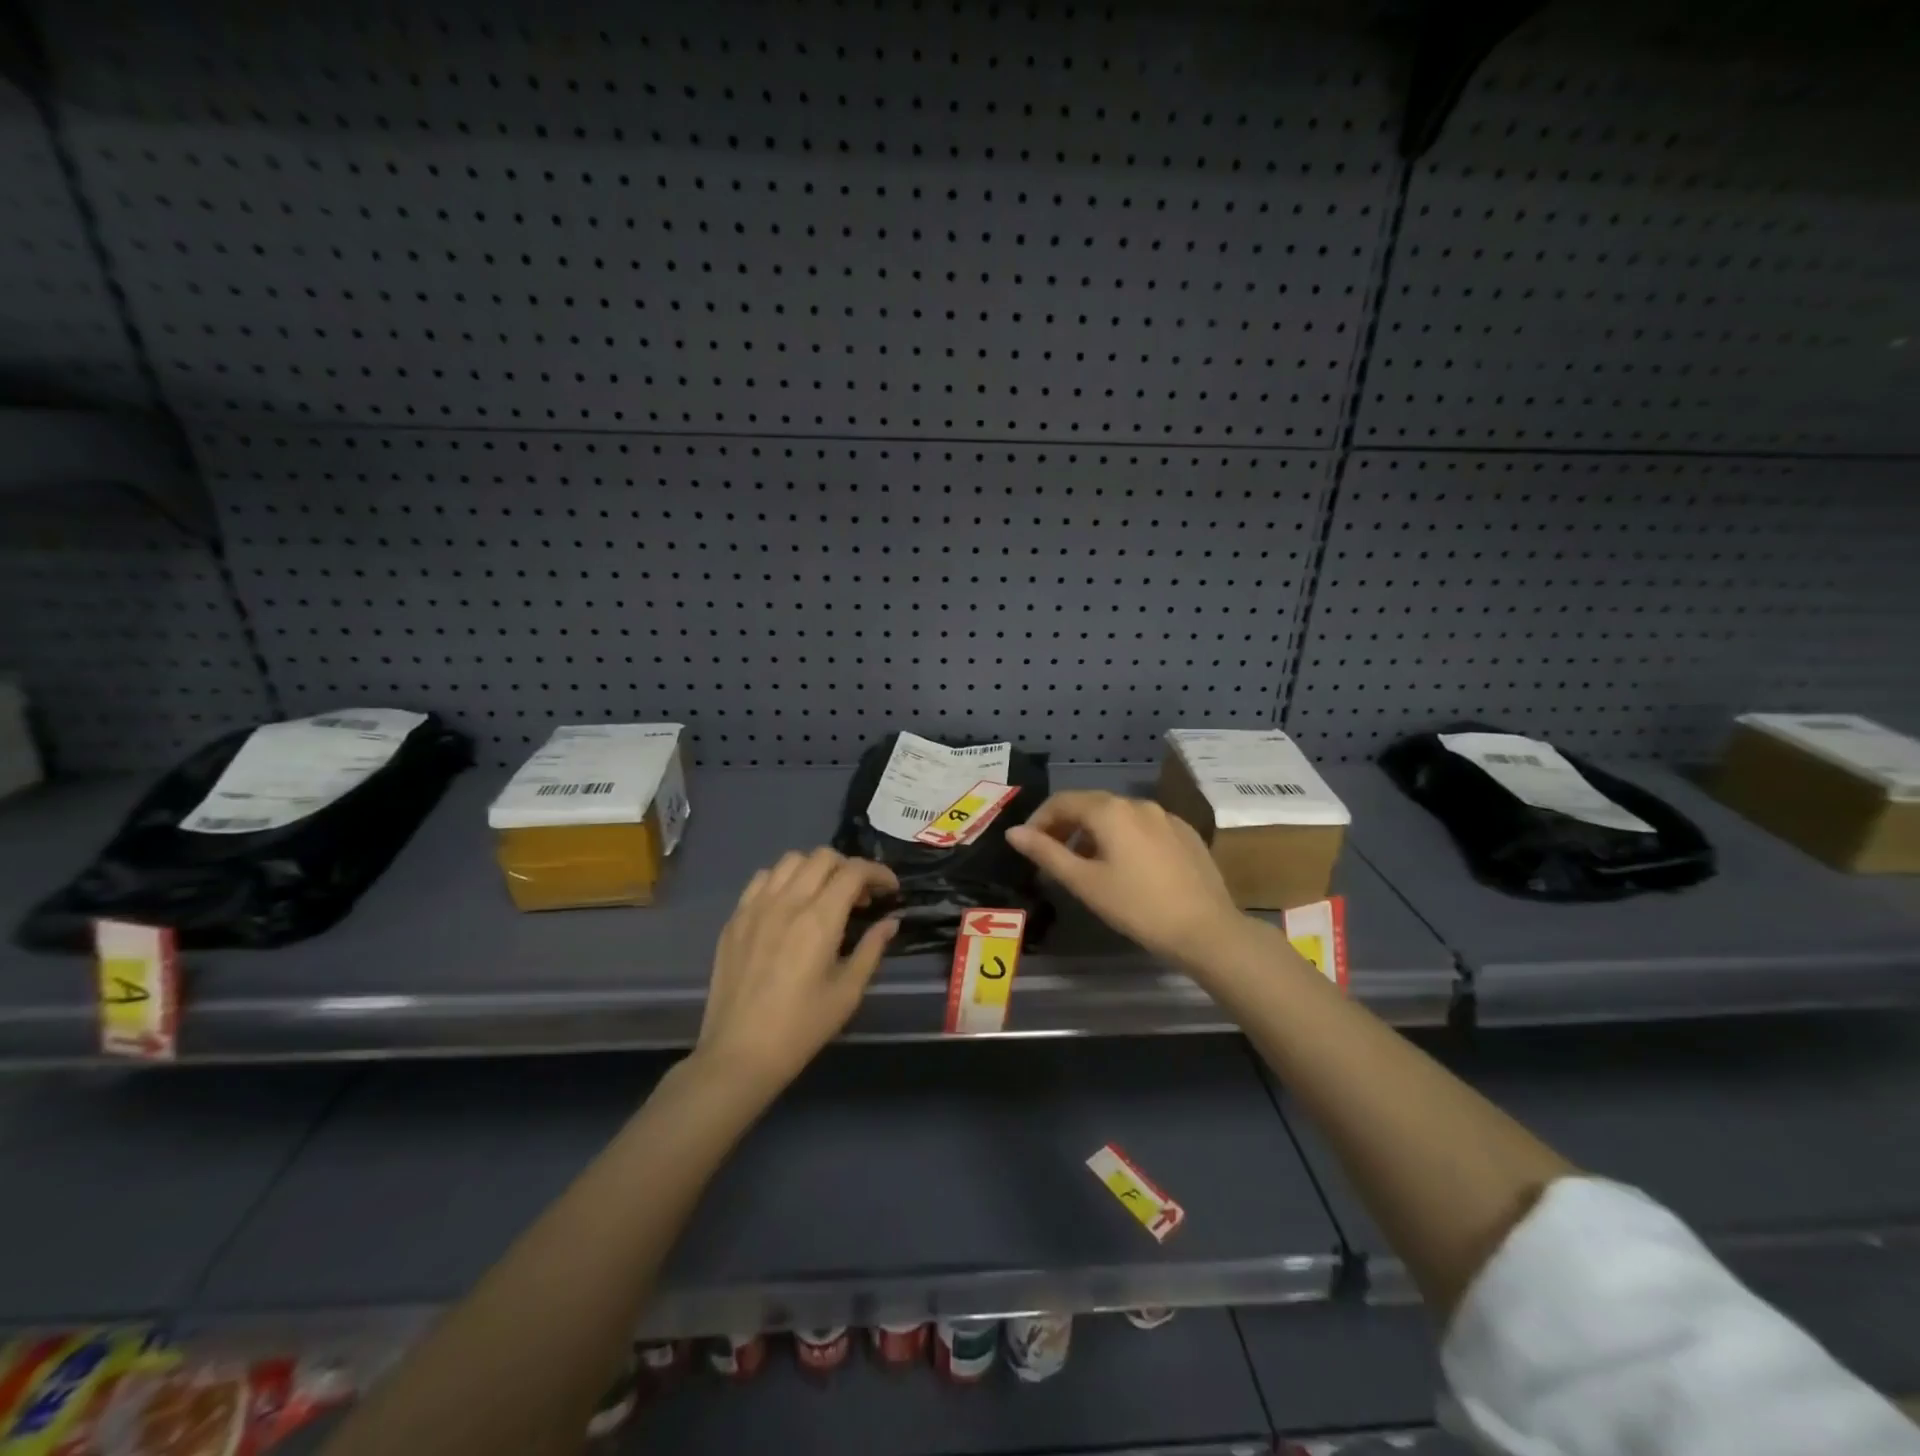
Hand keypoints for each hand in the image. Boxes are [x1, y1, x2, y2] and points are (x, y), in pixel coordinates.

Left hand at [693, 848, 898, 1099]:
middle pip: (823, 857)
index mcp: (819, 920)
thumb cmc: (801, 1028)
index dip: (878, 873)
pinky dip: (783, 880)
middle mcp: (787, 902)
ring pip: (790, 860)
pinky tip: (790, 905)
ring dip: (816, 869)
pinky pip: (762, 879)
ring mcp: (755, 907)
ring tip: (825, 896)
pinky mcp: (735, 918)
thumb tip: (890, 921)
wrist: (739, 1054)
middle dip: (849, 868)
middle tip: (860, 897)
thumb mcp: (848, 992)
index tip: (890, 890)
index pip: (853, 871)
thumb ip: (872, 949)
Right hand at [1005, 791, 1244, 970]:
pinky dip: (1123, 837)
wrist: (1206, 929)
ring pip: (1118, 815)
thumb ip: (1046, 853)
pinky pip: (1143, 826)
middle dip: (1065, 825)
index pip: (1063, 801)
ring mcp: (1166, 817)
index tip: (1029, 846)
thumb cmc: (1137, 906)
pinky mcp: (1185, 833)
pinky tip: (1126, 867)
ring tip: (1085, 864)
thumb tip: (1013, 833)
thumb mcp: (1084, 882)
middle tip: (1052, 856)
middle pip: (1091, 804)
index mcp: (1110, 811)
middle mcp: (1138, 804)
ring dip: (1093, 832)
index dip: (1040, 820)